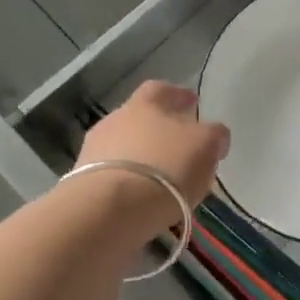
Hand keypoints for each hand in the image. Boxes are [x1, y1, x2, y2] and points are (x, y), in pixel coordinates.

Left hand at [74, 81, 230, 234]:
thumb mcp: (205, 146)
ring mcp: (94, 151)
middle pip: (140, 119)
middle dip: (159, 131)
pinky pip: (115, 178)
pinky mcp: (84, 183)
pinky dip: (130, 184)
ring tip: (163, 181)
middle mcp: (114, 120)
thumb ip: (214, 135)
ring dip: (143, 160)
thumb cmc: (165, 168)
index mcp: (144, 103)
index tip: (193, 104)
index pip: (162, 90)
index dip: (179, 96)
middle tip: (180, 149)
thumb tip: (215, 135)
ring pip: (125, 149)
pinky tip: (143, 199)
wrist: (110, 209)